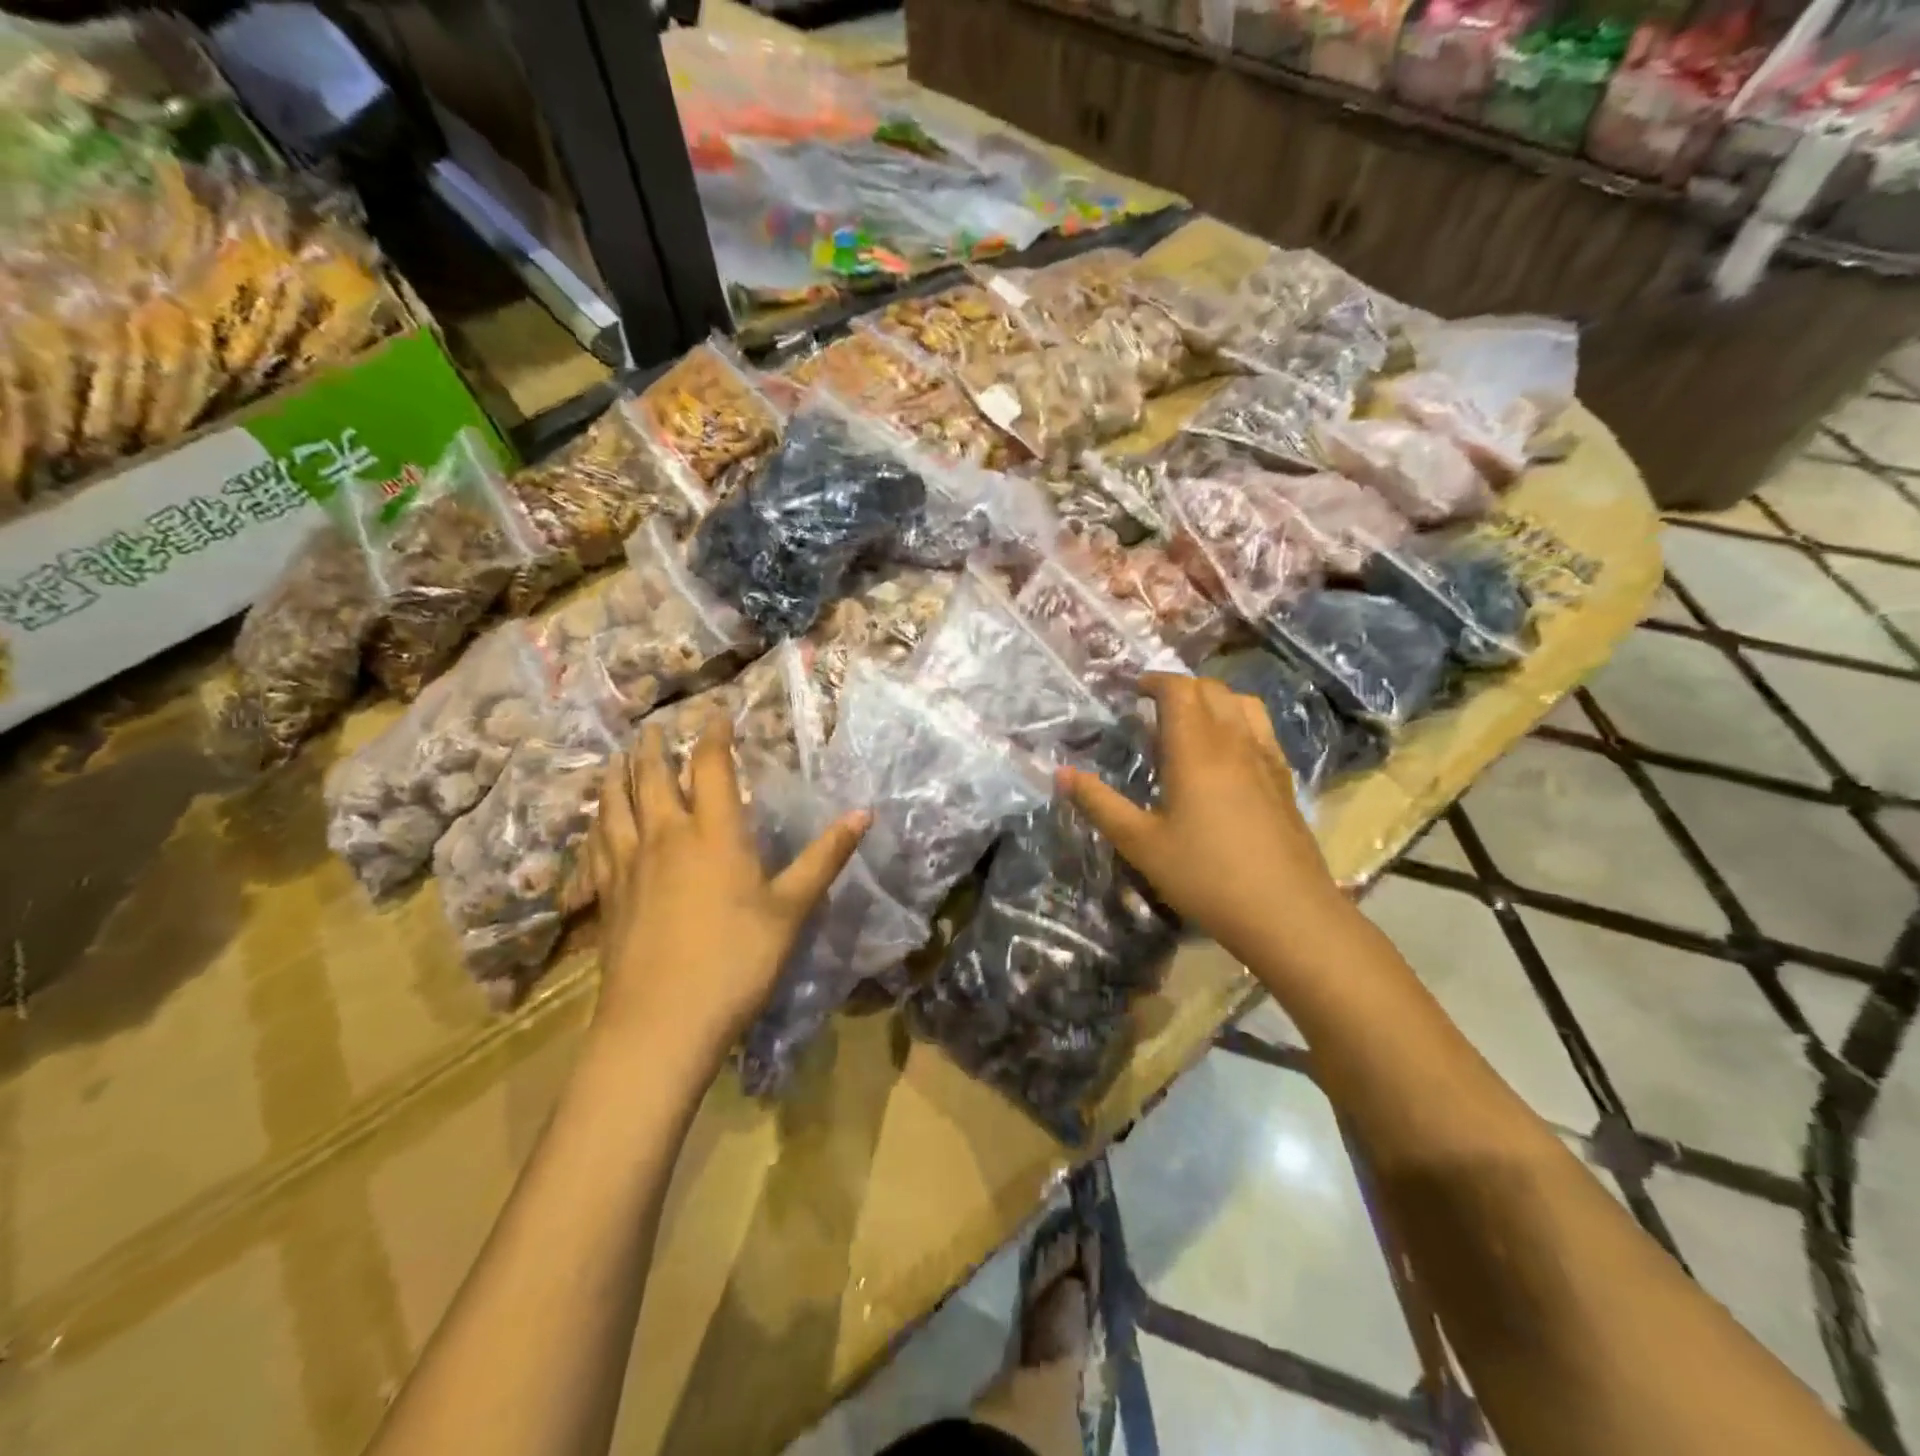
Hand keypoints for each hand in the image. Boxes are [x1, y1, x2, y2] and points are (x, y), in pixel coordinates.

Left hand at [586, 716, 868, 1061]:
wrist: (662, 1023)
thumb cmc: (737, 961)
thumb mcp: (792, 909)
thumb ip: (825, 857)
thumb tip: (864, 813)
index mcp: (714, 834)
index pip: (711, 768)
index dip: (714, 737)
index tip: (716, 714)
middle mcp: (666, 837)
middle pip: (653, 778)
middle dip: (655, 748)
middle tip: (653, 727)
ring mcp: (629, 866)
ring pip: (615, 806)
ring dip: (617, 776)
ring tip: (617, 758)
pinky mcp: (607, 896)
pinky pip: (596, 846)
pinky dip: (596, 824)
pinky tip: (595, 824)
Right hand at [1057, 673, 1343, 963]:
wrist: (1286, 912)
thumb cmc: (1205, 876)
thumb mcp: (1140, 843)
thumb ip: (1099, 803)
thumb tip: (1060, 773)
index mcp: (1196, 749)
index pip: (1179, 690)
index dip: (1155, 681)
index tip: (1133, 690)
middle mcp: (1234, 742)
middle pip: (1212, 689)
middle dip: (1180, 687)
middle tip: (1153, 706)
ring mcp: (1266, 759)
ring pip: (1243, 704)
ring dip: (1214, 699)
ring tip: (1191, 721)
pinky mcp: (1285, 780)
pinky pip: (1261, 729)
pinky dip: (1238, 721)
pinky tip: (1227, 754)